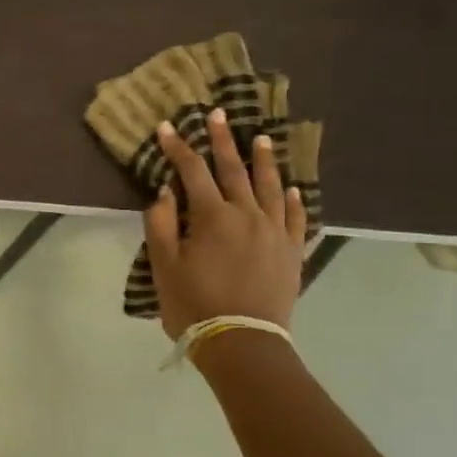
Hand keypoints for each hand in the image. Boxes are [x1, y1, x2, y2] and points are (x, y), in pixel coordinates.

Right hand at [143, 109, 306, 338]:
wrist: (242, 342)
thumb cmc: (194, 305)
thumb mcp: (164, 266)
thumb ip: (162, 224)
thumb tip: (167, 191)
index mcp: (212, 216)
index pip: (192, 171)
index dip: (178, 147)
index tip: (167, 127)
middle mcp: (247, 214)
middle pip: (233, 170)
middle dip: (222, 140)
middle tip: (218, 114)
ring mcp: (274, 231)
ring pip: (269, 187)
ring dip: (263, 160)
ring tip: (261, 138)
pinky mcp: (291, 251)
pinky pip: (294, 217)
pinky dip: (291, 199)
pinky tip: (290, 188)